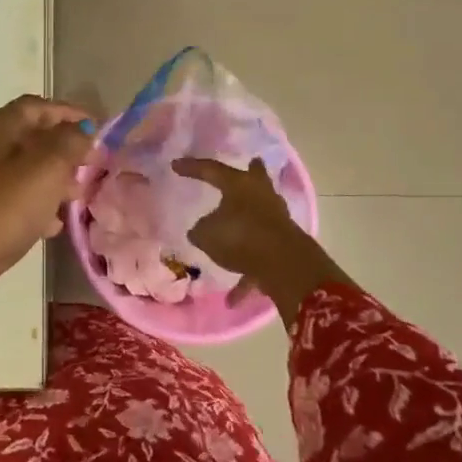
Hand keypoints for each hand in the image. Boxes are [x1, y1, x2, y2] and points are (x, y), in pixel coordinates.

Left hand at [0, 96, 95, 314]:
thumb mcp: (43, 171)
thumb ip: (68, 144)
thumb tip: (84, 128)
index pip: (38, 107)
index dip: (70, 113)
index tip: (100, 129)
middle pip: (31, 137)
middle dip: (64, 148)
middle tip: (94, 165)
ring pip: (24, 171)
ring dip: (53, 179)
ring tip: (79, 196)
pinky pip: (13, 200)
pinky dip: (37, 206)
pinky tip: (54, 226)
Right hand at [172, 157, 348, 320]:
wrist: (284, 265)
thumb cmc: (240, 237)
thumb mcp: (206, 234)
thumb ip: (201, 230)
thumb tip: (203, 230)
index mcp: (239, 185)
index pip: (211, 170)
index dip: (192, 168)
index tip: (175, 165)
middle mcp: (261, 196)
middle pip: (256, 178)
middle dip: (252, 172)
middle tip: (250, 163)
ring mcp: (277, 219)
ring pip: (260, 214)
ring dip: (247, 222)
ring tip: (231, 234)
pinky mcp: (286, 245)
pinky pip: (261, 256)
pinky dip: (248, 272)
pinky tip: (234, 298)